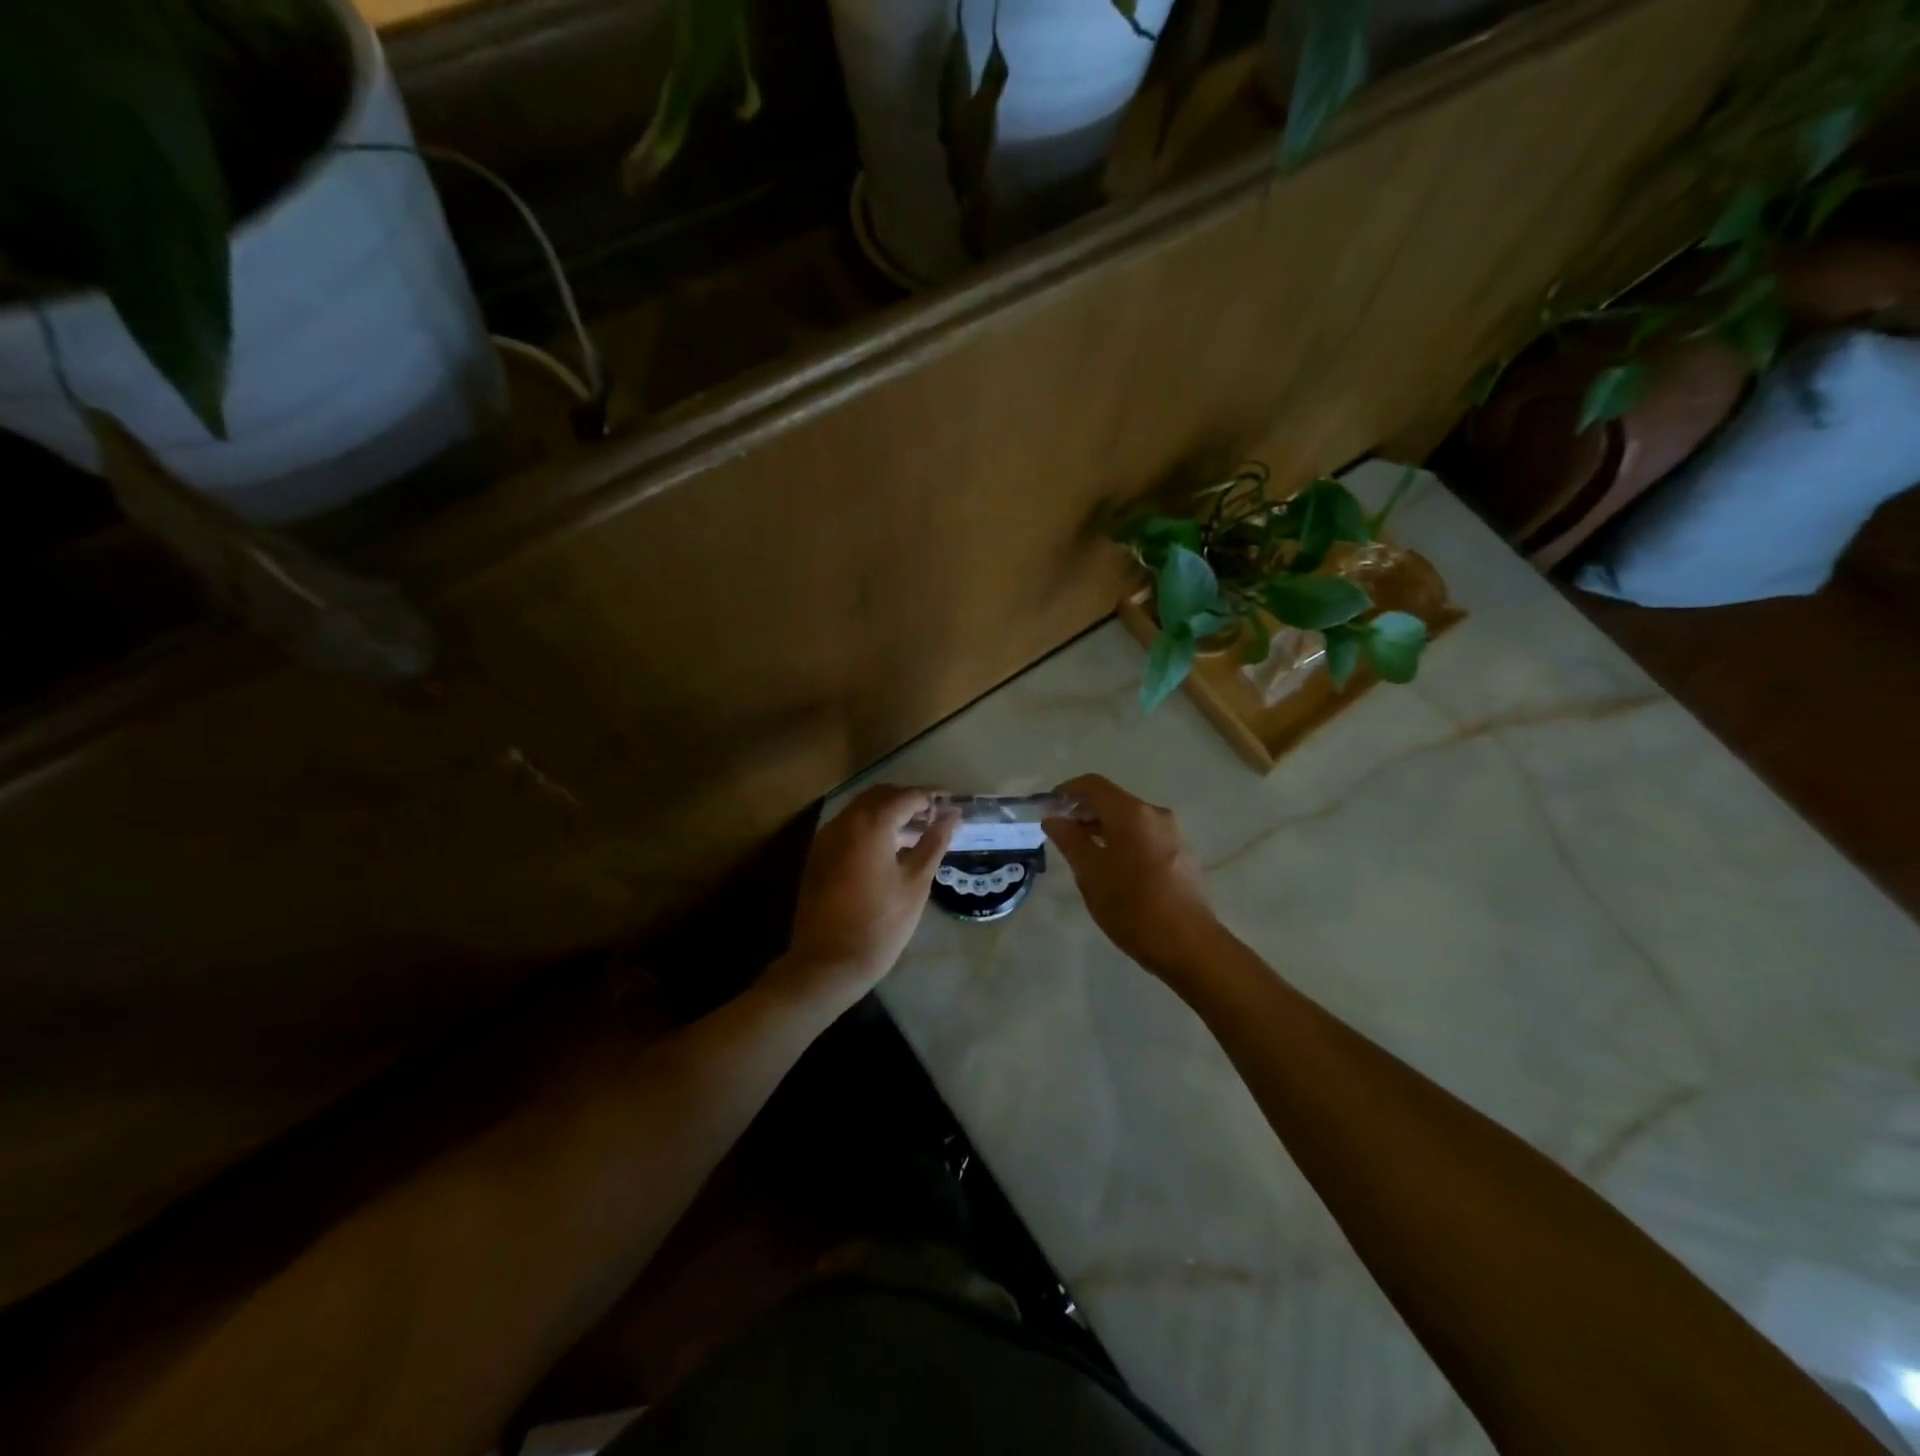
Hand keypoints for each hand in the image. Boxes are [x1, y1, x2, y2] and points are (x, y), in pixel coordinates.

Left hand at [774, 785, 957, 1010]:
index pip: (906, 796)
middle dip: (909, 800)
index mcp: (870, 825)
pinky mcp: (818, 855)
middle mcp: (844, 822)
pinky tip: (891, 849)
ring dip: (889, 813)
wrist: (827, 964)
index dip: (932, 797)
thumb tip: (952, 815)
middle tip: (937, 817)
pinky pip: (848, 827)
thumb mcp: (915, 884)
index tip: (954, 804)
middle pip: (881, 796)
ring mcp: (826, 838)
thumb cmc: (880, 925)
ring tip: (918, 833)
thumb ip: (934, 843)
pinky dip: (871, 827)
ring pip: (862, 810)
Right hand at [1044, 774, 1223, 978]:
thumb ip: (1069, 840)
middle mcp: (1155, 814)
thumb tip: (1053, 818)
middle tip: (1061, 832)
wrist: (1188, 944)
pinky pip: (1146, 836)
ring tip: (1083, 851)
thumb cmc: (1132, 907)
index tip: (1048, 807)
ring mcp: (1173, 834)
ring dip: (1104, 827)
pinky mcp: (1183, 854)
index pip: (1093, 785)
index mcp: (1131, 813)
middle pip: (1113, 800)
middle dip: (1085, 811)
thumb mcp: (1090, 873)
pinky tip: (1114, 867)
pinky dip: (1124, 840)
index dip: (1067, 791)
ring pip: (1130, 820)